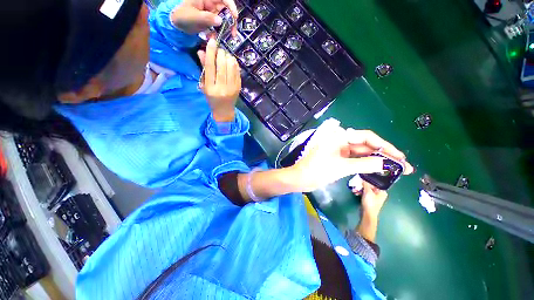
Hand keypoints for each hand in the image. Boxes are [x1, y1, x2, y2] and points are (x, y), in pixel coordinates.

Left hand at [171, 0, 237, 34]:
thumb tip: (220, 21)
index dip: (231, 5)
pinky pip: (217, 25)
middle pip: (226, 9)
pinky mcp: (210, 20)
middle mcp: (210, 3)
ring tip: (222, 36)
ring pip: (223, 18)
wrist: (174, 24)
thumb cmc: (181, 16)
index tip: (235, 17)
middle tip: (233, 33)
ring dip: (224, 28)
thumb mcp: (193, 16)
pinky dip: (217, 32)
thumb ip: (207, 18)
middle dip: (230, 20)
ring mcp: (210, 11)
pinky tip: (213, 37)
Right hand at [198, 39, 240, 121]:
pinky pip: (237, 71)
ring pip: (231, 67)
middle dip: (221, 53)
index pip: (210, 67)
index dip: (211, 52)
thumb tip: (201, 51)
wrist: (224, 110)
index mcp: (211, 88)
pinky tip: (231, 62)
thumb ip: (204, 69)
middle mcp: (222, 87)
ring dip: (228, 57)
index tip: (212, 41)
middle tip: (219, 51)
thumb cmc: (212, 99)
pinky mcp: (239, 87)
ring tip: (225, 56)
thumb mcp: (205, 85)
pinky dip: (234, 63)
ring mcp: (232, 88)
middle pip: (222, 65)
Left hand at [289, 126, 412, 192]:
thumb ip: (365, 164)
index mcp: (339, 136)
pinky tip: (378, 170)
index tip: (399, 157)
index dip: (385, 146)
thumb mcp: (342, 167)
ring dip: (376, 160)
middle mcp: (340, 140)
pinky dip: (366, 164)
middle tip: (402, 166)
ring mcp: (339, 149)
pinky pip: (355, 159)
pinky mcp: (338, 158)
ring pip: (362, 153)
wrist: (301, 179)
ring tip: (394, 170)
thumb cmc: (317, 170)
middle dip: (383, 154)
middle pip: (366, 145)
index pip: (367, 137)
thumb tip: (387, 163)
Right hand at [358, 181, 387, 218]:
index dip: (367, 181)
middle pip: (369, 186)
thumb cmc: (370, 203)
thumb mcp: (368, 192)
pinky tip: (355, 192)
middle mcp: (379, 194)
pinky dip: (360, 192)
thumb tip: (363, 178)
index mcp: (382, 192)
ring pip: (365, 190)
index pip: (374, 183)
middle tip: (356, 184)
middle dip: (361, 185)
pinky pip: (364, 193)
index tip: (360, 179)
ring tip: (354, 189)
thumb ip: (365, 184)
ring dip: (359, 189)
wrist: (367, 214)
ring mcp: (374, 197)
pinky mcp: (369, 200)